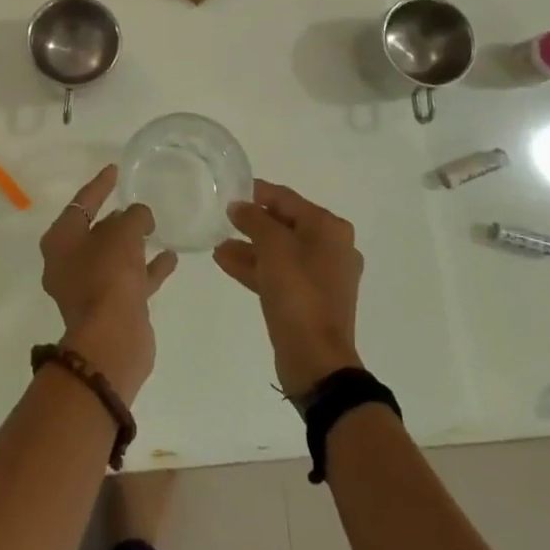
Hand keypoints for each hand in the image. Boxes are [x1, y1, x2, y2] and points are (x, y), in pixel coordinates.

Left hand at [40, 165, 178, 404]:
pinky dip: (147, 268)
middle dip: (116, 218)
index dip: (100, 185)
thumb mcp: (123, 234)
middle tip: (138, 203)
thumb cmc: (109, 276)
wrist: (112, 340)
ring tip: (156, 227)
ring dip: (133, 244)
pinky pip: (129, 279)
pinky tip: (170, 257)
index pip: (82, 203)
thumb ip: (134, 216)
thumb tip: (139, 216)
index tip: (115, 169)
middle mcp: (68, 263)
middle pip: (94, 231)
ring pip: (113, 257)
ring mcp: (88, 289)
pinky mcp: (109, 309)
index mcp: (61, 240)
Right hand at [215, 179, 363, 396]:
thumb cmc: (298, 293)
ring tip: (218, 245)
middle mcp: (331, 248)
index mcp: (329, 229)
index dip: (257, 192)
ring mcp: (322, 276)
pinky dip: (256, 267)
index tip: (229, 190)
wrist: (316, 359)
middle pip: (284, 225)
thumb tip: (239, 206)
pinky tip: (226, 263)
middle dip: (251, 223)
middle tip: (222, 219)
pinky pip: (279, 274)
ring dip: (249, 247)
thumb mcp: (273, 247)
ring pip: (279, 252)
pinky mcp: (309, 300)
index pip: (287, 199)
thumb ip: (254, 219)